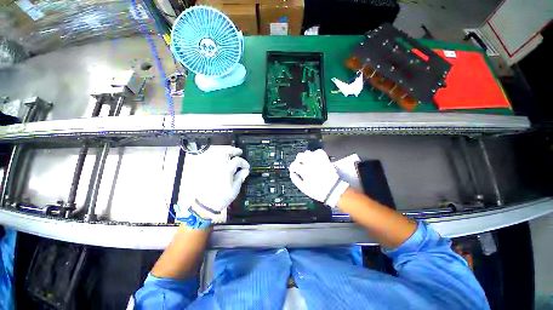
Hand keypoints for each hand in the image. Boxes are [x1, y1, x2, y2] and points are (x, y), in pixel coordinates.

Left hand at [180, 146, 249, 220]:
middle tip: (238, 152)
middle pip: (225, 152)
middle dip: (233, 150)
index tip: (246, 166)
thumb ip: (240, 178)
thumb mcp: (234, 190)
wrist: (205, 205)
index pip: (237, 161)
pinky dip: (215, 154)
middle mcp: (217, 167)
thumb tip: (245, 171)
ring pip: (216, 153)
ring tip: (230, 152)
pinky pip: (210, 157)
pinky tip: (220, 156)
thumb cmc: (220, 198)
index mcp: (226, 171)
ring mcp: (210, 167)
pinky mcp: (205, 169)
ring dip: (224, 150)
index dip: (243, 162)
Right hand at [289, 149, 348, 207]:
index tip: (293, 170)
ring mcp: (318, 161)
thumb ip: (296, 180)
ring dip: (306, 156)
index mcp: (304, 171)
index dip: (292, 168)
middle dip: (298, 160)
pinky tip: (315, 158)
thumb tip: (292, 174)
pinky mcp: (324, 160)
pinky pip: (319, 152)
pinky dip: (316, 153)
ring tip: (307, 161)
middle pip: (300, 156)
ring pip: (308, 152)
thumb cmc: (318, 191)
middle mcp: (310, 164)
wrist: (333, 190)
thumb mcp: (304, 188)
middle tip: (300, 165)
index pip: (294, 165)